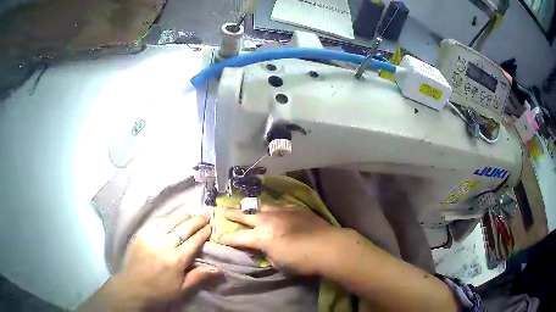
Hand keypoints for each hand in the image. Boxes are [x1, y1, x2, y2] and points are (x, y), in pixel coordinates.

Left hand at [79, 214, 218, 310]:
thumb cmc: (159, 292)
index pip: (193, 241)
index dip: (203, 233)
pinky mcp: (141, 236)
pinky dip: (165, 218)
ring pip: (169, 222)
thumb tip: (218, 269)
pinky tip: (170, 217)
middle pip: (183, 229)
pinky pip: (155, 223)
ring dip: (182, 217)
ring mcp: (151, 238)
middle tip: (204, 215)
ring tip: (190, 214)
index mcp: (176, 260)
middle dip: (196, 221)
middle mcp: (164, 245)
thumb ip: (198, 277)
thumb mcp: (181, 290)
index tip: (210, 227)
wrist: (132, 288)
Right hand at [215, 206, 340, 274]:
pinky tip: (273, 209)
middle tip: (221, 209)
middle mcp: (267, 220)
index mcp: (261, 237)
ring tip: (246, 207)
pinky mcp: (295, 208)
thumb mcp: (278, 263)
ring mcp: (282, 211)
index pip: (237, 238)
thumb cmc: (301, 261)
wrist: (328, 246)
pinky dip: (272, 208)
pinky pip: (279, 205)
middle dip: (231, 213)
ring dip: (252, 208)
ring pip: (261, 206)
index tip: (217, 237)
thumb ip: (267, 252)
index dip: (225, 238)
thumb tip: (264, 247)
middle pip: (244, 215)